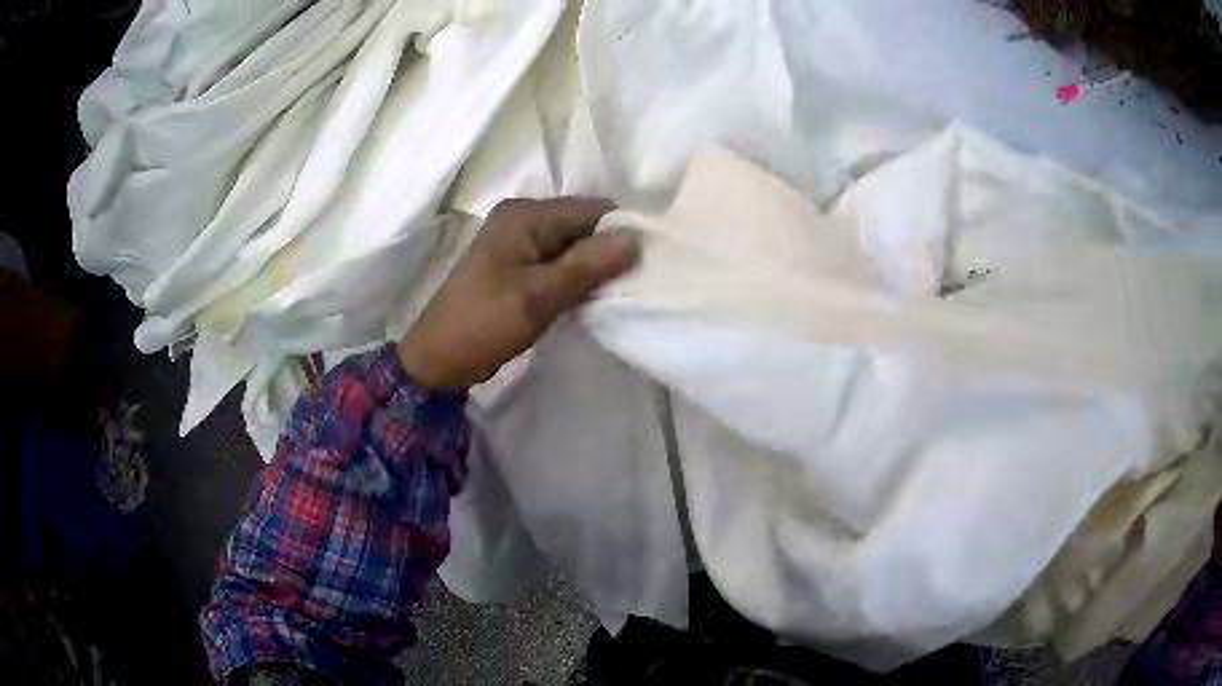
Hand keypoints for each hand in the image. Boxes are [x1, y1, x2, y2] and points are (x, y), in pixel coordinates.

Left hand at [398, 197, 638, 390]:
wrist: (439, 359)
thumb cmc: (484, 323)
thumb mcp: (539, 295)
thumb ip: (588, 264)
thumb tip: (636, 237)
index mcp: (524, 215)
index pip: (591, 209)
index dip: (621, 232)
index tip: (646, 264)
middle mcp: (522, 218)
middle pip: (583, 225)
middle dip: (608, 251)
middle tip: (632, 285)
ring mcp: (518, 242)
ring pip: (573, 246)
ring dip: (593, 268)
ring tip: (614, 294)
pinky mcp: (517, 265)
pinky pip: (558, 262)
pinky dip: (575, 278)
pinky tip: (589, 298)